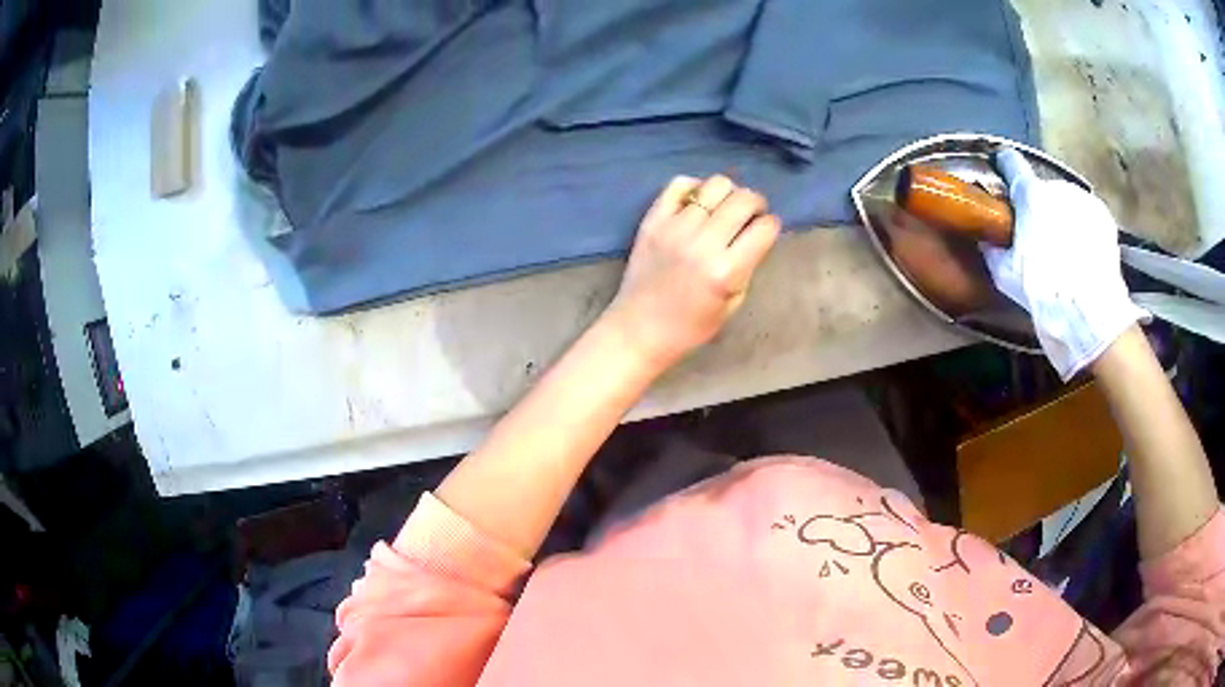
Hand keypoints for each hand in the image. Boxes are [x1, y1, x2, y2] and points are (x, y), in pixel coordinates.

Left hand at [606, 175, 780, 369]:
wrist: (639, 329)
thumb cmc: (691, 326)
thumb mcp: (733, 303)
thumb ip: (748, 264)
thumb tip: (757, 232)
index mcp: (727, 271)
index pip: (765, 228)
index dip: (771, 225)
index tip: (766, 229)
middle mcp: (703, 243)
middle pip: (743, 199)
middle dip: (756, 203)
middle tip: (751, 214)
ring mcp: (675, 228)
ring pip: (715, 185)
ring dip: (729, 192)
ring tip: (725, 206)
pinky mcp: (653, 220)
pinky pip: (678, 184)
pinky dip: (695, 186)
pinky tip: (698, 202)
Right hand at [984, 149, 1147, 379]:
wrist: (1089, 315)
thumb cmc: (1044, 292)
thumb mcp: (1006, 275)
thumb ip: (993, 248)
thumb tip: (986, 238)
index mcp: (1030, 195)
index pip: (1011, 163)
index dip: (1005, 165)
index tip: (1002, 169)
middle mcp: (1057, 187)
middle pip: (1042, 188)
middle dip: (1039, 206)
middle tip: (1039, 236)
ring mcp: (1083, 200)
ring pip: (1066, 202)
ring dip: (1062, 217)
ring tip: (1064, 250)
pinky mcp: (1104, 216)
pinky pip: (1086, 215)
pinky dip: (1082, 228)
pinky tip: (1082, 253)